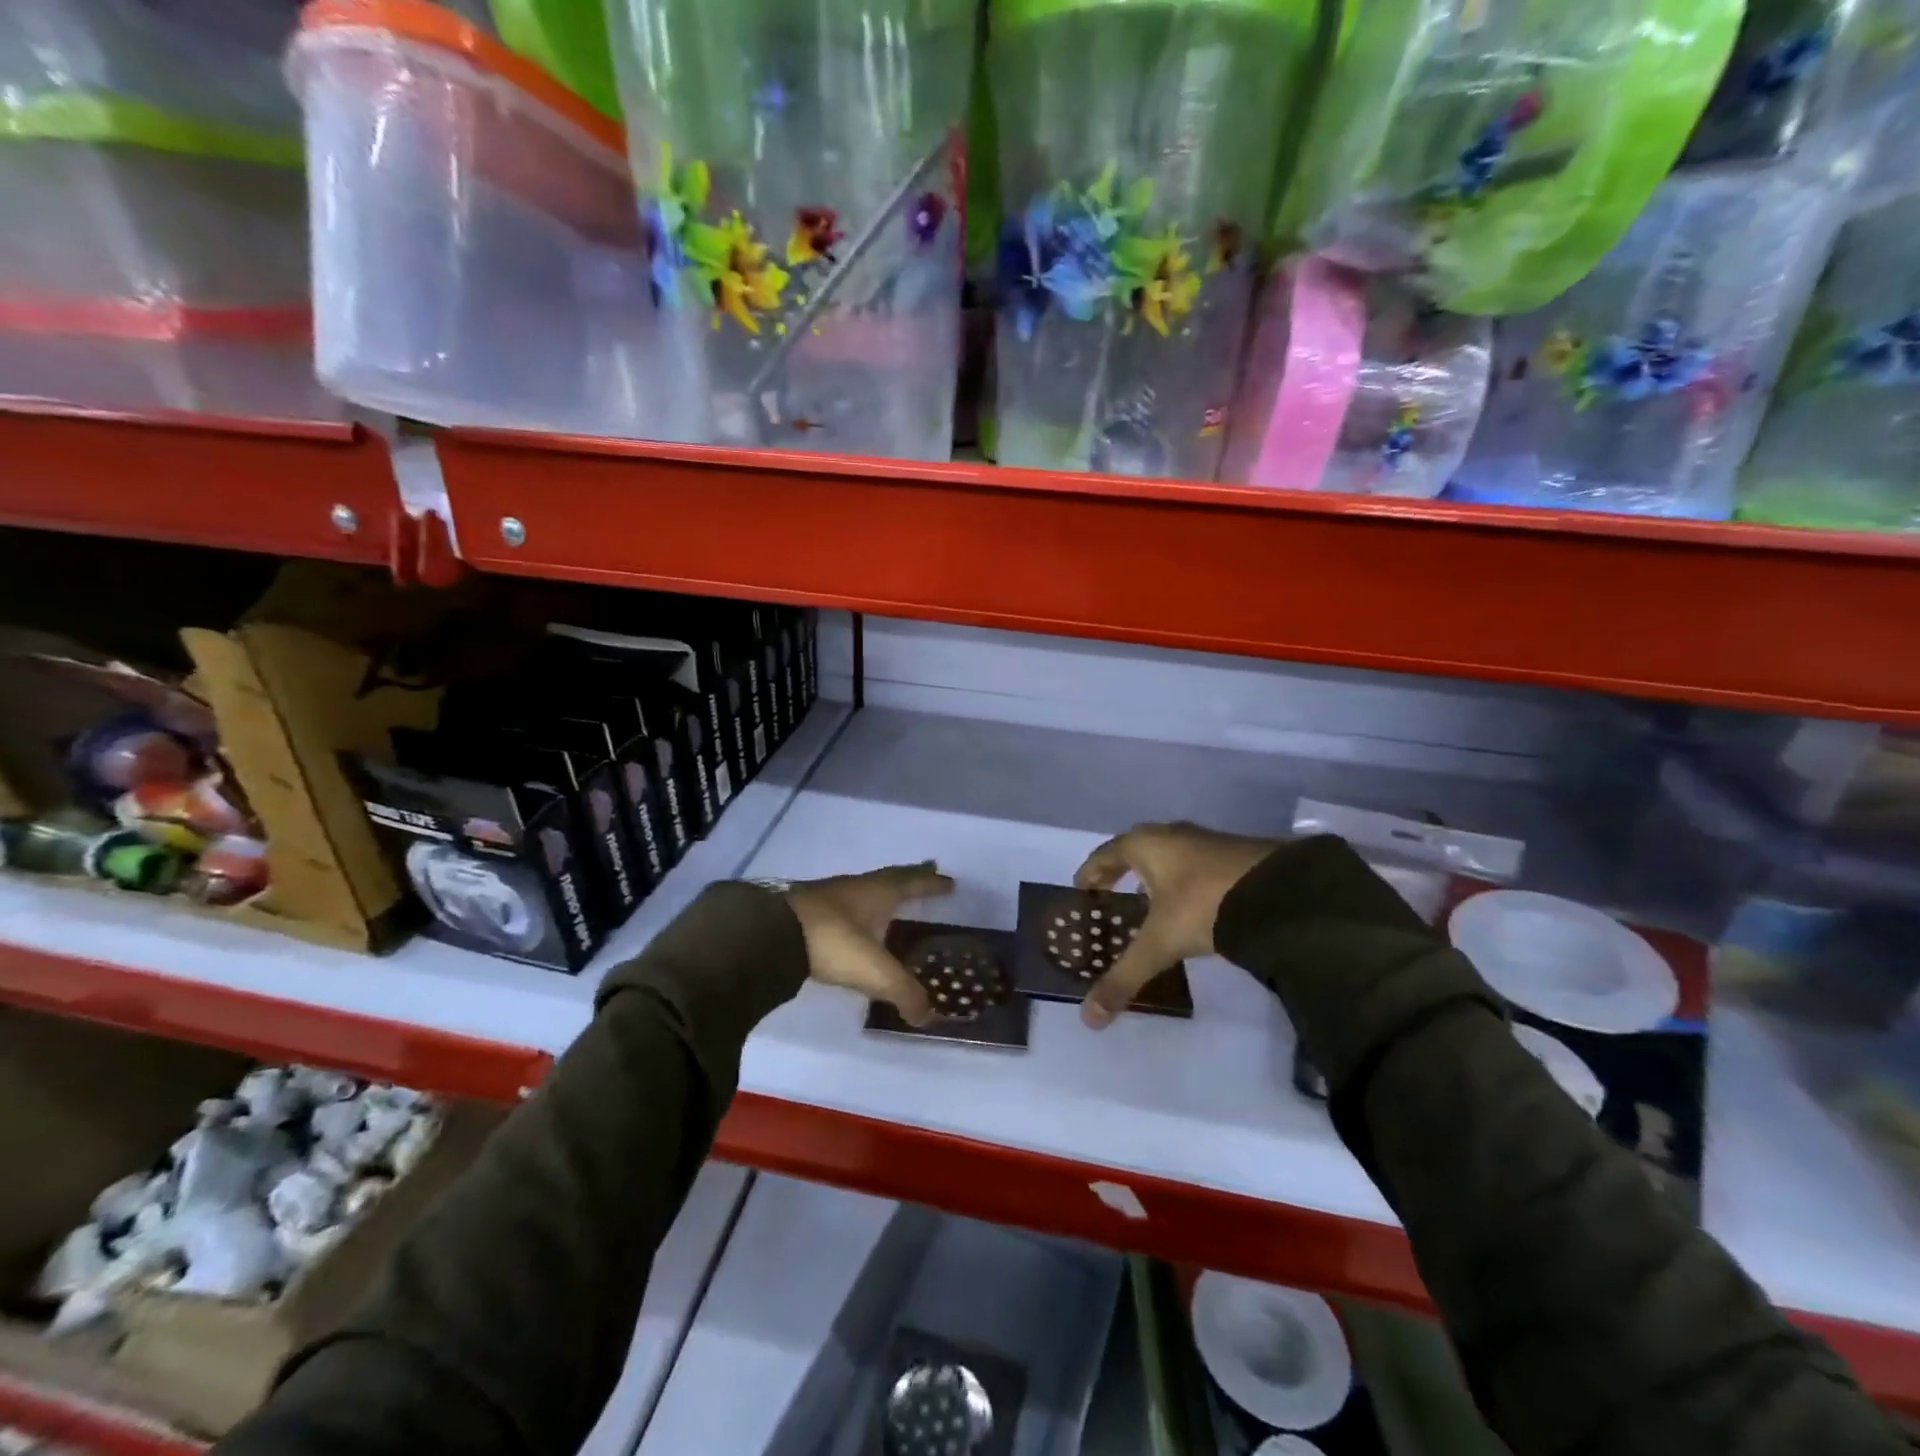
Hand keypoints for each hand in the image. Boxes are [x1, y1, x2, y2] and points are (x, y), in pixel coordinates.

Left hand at [785, 863, 954, 1025]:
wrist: (771, 933)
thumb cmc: (833, 941)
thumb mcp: (875, 971)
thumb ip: (904, 992)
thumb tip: (926, 1014)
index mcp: (878, 892)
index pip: (912, 882)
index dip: (931, 883)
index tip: (948, 882)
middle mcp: (856, 887)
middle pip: (890, 878)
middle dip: (910, 878)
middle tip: (927, 876)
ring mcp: (828, 896)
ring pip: (864, 889)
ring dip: (881, 893)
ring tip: (892, 902)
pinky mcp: (806, 911)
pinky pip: (843, 904)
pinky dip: (857, 909)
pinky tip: (855, 922)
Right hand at [1073, 822, 1276, 1027]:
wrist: (1279, 893)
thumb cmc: (1202, 906)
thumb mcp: (1159, 944)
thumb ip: (1124, 978)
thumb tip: (1089, 1019)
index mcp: (1145, 844)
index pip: (1106, 854)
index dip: (1092, 872)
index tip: (1082, 889)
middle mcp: (1172, 835)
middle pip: (1137, 851)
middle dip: (1123, 873)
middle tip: (1112, 898)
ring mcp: (1207, 842)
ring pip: (1170, 858)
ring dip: (1156, 878)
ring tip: (1150, 905)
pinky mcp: (1237, 855)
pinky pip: (1197, 867)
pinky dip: (1185, 883)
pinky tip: (1191, 907)